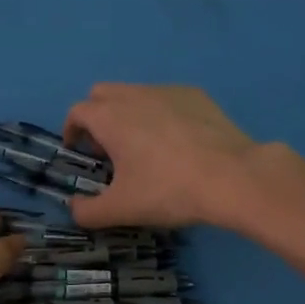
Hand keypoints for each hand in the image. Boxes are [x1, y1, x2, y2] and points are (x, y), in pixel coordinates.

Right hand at [62, 83, 259, 228]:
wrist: (232, 177)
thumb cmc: (168, 190)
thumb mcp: (121, 209)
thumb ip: (88, 212)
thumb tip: (74, 209)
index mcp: (110, 117)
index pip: (77, 112)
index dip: (72, 130)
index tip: (79, 151)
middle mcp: (134, 95)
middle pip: (103, 94)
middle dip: (97, 116)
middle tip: (108, 148)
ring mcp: (168, 91)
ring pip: (136, 93)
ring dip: (129, 113)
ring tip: (144, 146)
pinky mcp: (197, 96)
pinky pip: (167, 98)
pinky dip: (161, 113)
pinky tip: (178, 142)